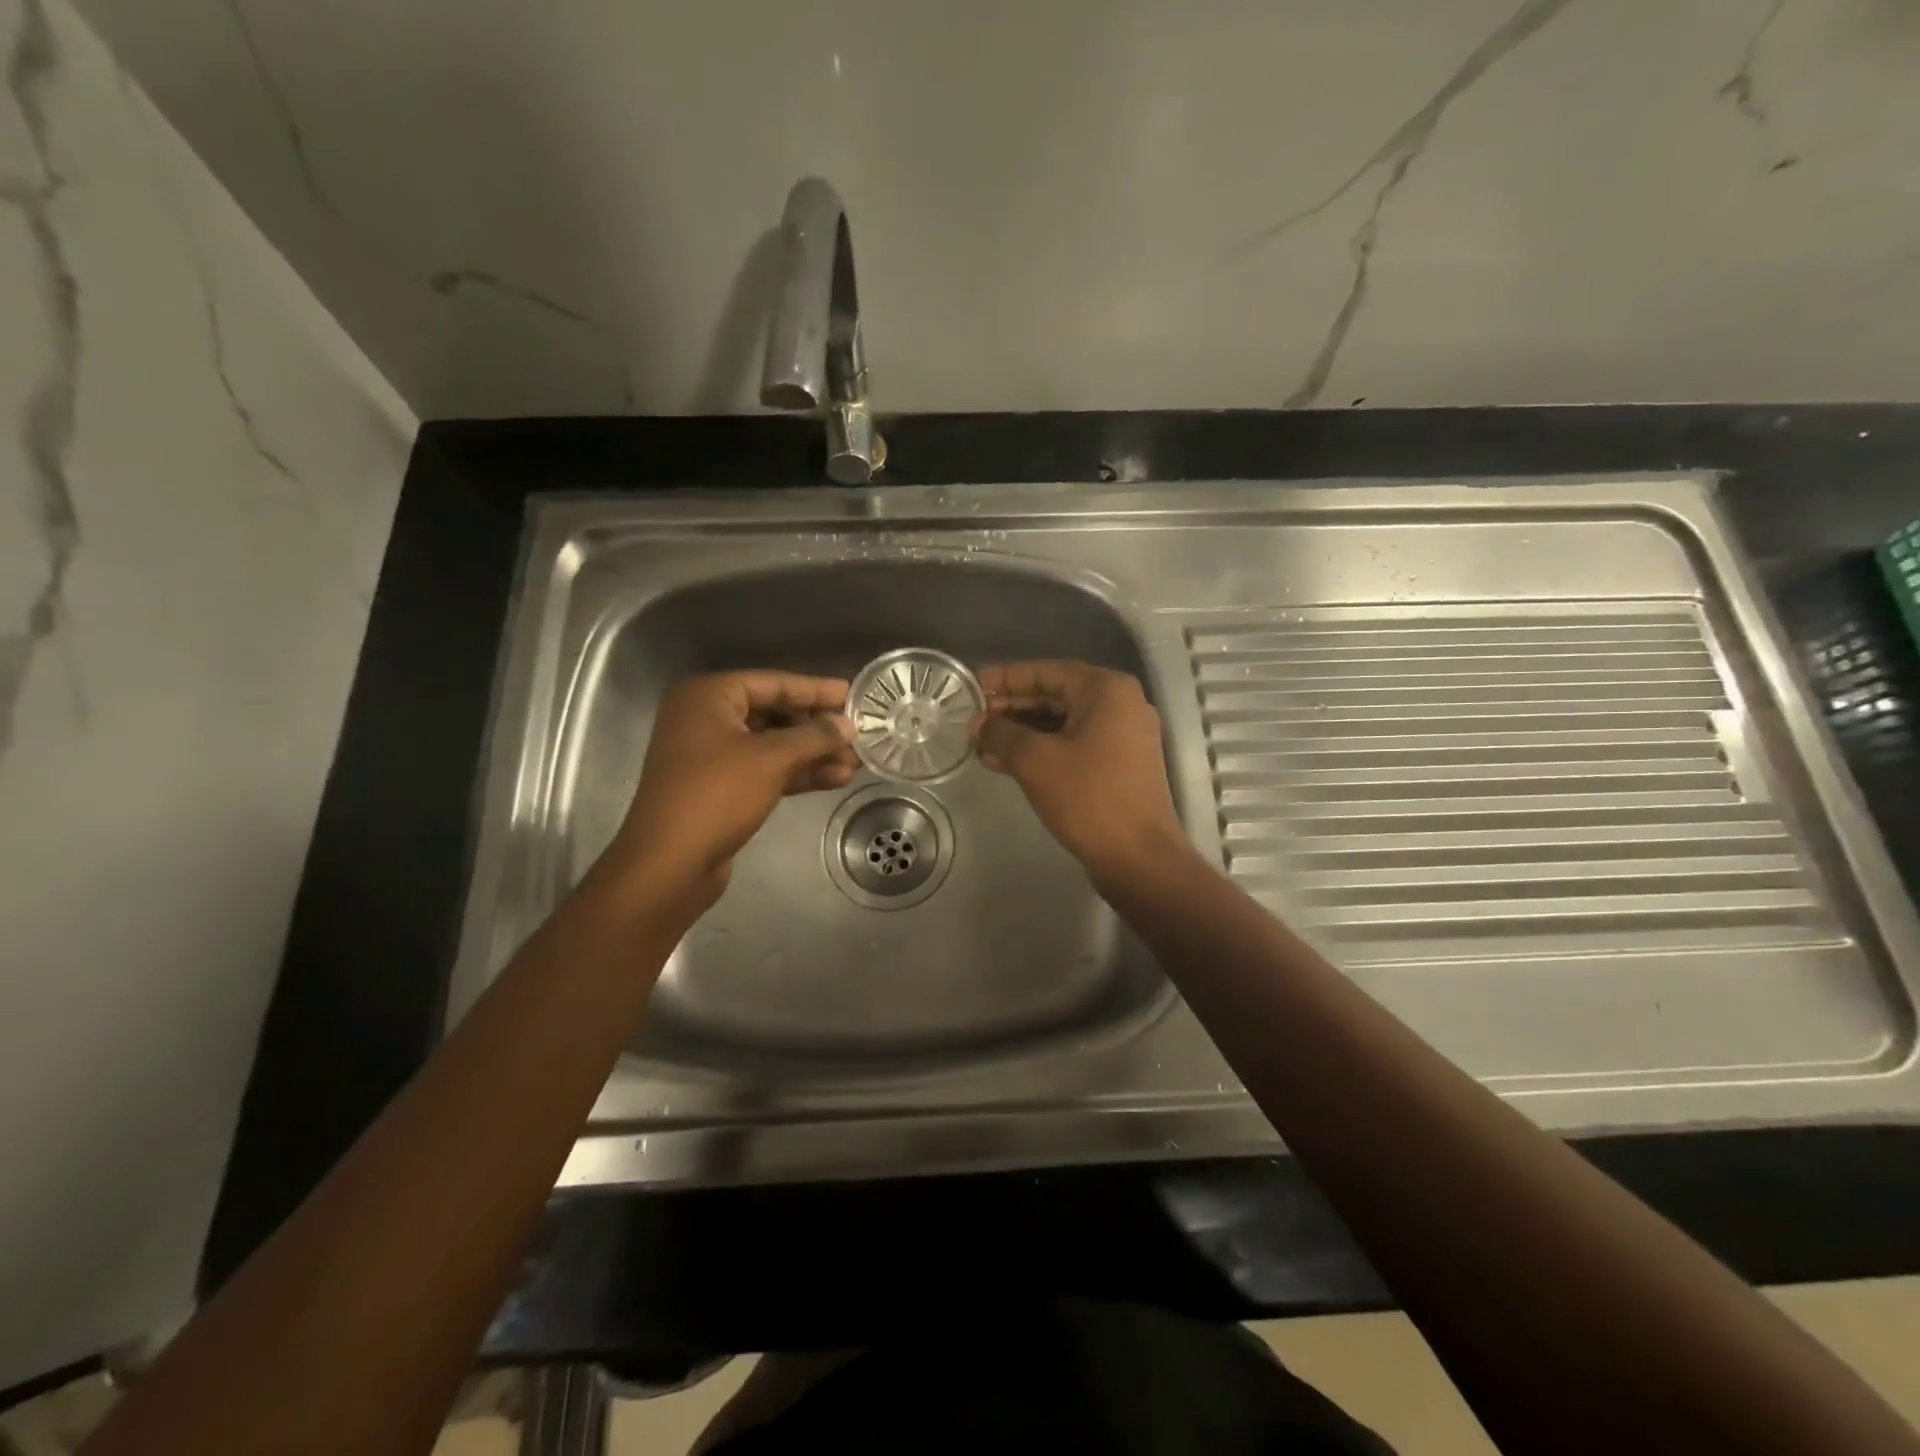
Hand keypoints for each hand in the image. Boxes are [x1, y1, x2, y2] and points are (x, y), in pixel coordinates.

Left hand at [610, 671, 856, 904]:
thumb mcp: (771, 759)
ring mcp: (711, 755)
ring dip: (813, 754)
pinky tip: (835, 779)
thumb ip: (814, 736)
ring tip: (856, 762)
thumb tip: (849, 725)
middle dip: (817, 728)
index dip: (815, 690)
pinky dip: (797, 773)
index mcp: (708, 696)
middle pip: (774, 713)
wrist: (669, 864)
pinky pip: (765, 770)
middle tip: (858, 734)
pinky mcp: (720, 788)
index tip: (852, 695)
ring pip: (773, 745)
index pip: (773, 683)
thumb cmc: (716, 795)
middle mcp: (706, 719)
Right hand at [973, 661, 1188, 892]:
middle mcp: (1120, 705)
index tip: (972, 685)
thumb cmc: (1088, 797)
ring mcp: (1122, 736)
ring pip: (1061, 723)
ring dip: (1021, 732)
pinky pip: (1073, 745)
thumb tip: (979, 724)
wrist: (1138, 857)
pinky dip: (1041, 750)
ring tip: (980, 744)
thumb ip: (1002, 733)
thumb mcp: (1035, 760)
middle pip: (1055, 695)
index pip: (1046, 671)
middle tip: (972, 719)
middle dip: (1011, 708)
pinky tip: (1004, 763)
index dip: (1005, 677)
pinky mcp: (1118, 765)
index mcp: (1106, 690)